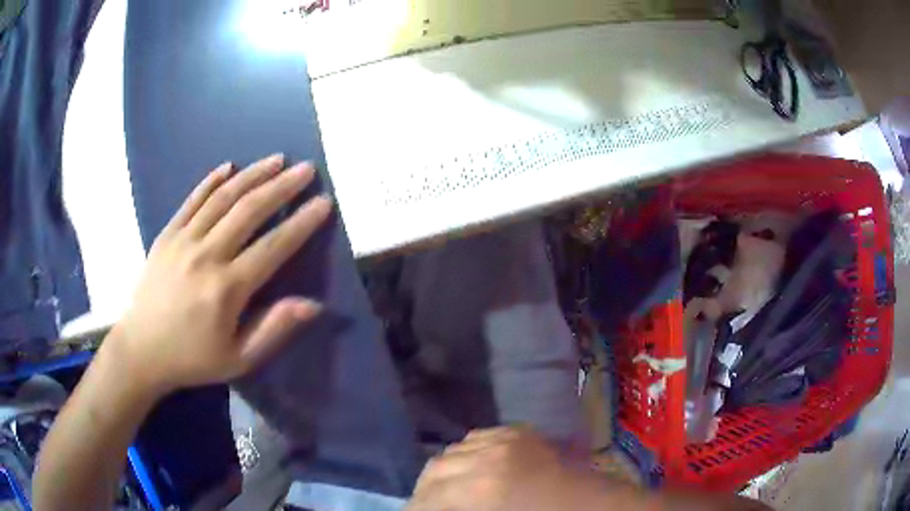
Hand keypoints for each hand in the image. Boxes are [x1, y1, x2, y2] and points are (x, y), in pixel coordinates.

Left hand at [107, 154, 332, 393]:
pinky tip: (229, 166)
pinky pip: (192, 201)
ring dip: (252, 175)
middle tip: (306, 169)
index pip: (273, 247)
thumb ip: (274, 329)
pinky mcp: (167, 234)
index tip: (324, 202)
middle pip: (249, 211)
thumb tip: (313, 305)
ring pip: (223, 198)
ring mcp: (183, 240)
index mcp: (227, 289)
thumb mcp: (238, 359)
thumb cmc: (192, 358)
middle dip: (282, 186)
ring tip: (277, 159)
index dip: (301, 223)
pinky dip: (211, 181)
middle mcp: (206, 255)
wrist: (141, 350)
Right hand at [407, 427, 574, 510]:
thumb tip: (435, 505)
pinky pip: (479, 437)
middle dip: (425, 488)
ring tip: (443, 487)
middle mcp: (488, 457)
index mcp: (482, 489)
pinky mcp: (520, 431)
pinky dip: (467, 453)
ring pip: (454, 449)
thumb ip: (458, 509)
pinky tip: (470, 467)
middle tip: (424, 504)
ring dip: (444, 469)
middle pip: (436, 468)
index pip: (429, 497)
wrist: (592, 505)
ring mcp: (506, 439)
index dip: (415, 507)